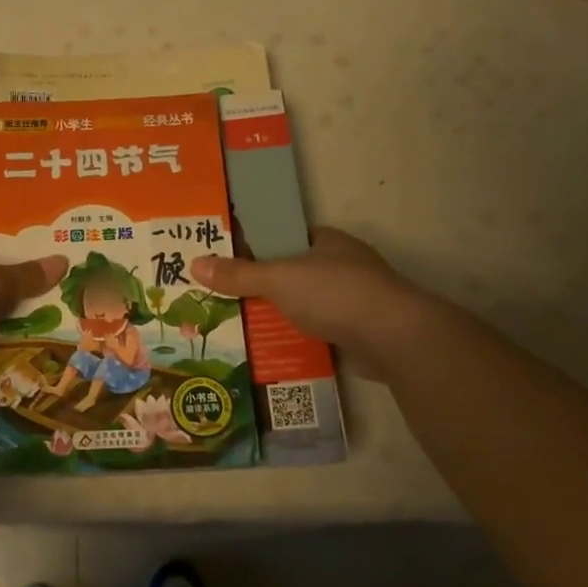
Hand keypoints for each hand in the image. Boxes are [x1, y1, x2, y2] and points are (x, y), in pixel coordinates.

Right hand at [189, 228, 439, 379]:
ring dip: (282, 315)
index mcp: (328, 242)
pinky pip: (319, 331)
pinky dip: (299, 339)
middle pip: (295, 272)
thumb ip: (238, 274)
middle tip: (227, 296)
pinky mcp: (359, 332)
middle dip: (266, 285)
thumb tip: (195, 263)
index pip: (288, 237)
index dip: (260, 245)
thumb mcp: (277, 278)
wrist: (392, 337)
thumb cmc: (334, 293)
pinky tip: (272, 349)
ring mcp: (354, 300)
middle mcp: (343, 266)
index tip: (230, 260)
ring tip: (241, 326)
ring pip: (307, 304)